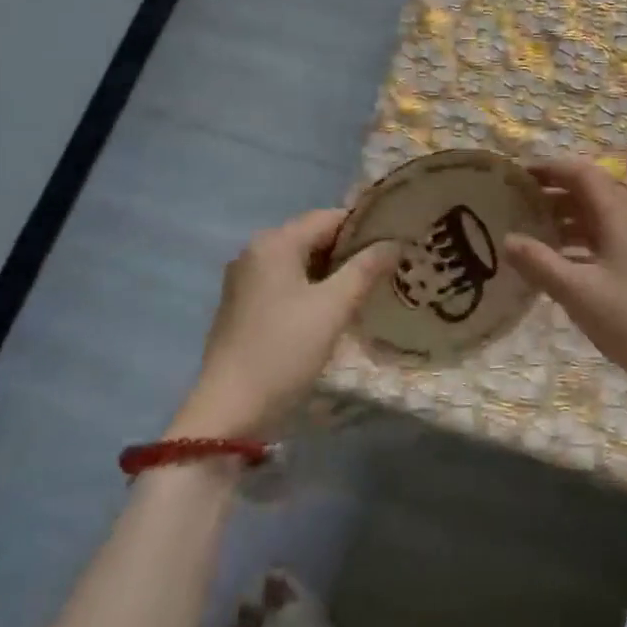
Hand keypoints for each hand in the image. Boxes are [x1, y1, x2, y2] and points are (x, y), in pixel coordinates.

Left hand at [167, 210, 397, 441]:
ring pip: (299, 263)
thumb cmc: (284, 350)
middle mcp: (255, 251)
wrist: (230, 409)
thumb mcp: (333, 308)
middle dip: (349, 251)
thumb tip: (394, 242)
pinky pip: (285, 284)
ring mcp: (245, 280)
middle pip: (312, 237)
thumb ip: (365, 269)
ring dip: (332, 272)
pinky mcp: (242, 306)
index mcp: (275, 242)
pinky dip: (311, 289)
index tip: (396, 242)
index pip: (328, 217)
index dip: (364, 227)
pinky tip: (333, 309)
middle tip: (388, 267)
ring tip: (369, 288)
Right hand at [505, 159, 626, 438]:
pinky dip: (584, 243)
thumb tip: (507, 239)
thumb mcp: (577, 293)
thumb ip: (539, 263)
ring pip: (601, 219)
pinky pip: (611, 241)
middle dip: (554, 194)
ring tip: (535, 235)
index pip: (582, 174)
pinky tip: (564, 265)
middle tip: (520, 206)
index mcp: (620, 216)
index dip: (550, 169)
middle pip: (592, 193)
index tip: (518, 176)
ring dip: (568, 220)